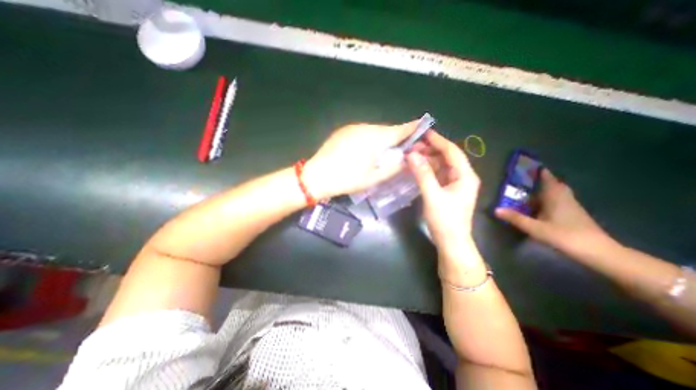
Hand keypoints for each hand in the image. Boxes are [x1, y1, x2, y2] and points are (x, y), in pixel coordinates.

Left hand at [304, 120, 417, 197]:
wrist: (317, 176)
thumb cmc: (347, 179)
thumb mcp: (374, 177)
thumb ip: (394, 167)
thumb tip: (408, 158)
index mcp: (375, 137)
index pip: (400, 130)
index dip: (413, 129)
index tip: (423, 128)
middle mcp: (365, 127)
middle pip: (387, 130)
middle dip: (396, 137)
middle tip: (402, 149)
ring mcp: (352, 127)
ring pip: (374, 130)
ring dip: (382, 139)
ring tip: (383, 152)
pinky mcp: (343, 131)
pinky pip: (363, 132)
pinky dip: (369, 139)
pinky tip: (365, 150)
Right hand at [406, 133, 482, 263]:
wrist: (451, 242)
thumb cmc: (445, 220)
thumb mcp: (433, 196)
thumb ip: (422, 174)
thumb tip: (411, 155)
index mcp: (465, 176)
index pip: (452, 152)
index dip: (438, 141)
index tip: (423, 133)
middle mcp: (463, 177)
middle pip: (447, 157)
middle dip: (430, 150)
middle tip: (412, 147)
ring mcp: (455, 184)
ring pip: (441, 166)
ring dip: (427, 160)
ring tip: (411, 156)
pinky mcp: (447, 191)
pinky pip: (437, 175)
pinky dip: (427, 170)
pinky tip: (416, 168)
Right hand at [494, 169, 612, 259]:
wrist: (598, 252)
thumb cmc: (565, 236)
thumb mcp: (536, 228)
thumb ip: (516, 218)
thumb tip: (496, 209)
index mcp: (555, 197)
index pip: (547, 179)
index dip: (539, 171)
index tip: (528, 166)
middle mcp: (564, 198)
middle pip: (553, 185)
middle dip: (541, 181)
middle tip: (526, 180)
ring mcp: (571, 206)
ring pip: (556, 193)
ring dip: (544, 191)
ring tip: (529, 192)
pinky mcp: (574, 215)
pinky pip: (558, 201)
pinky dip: (548, 200)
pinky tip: (539, 207)